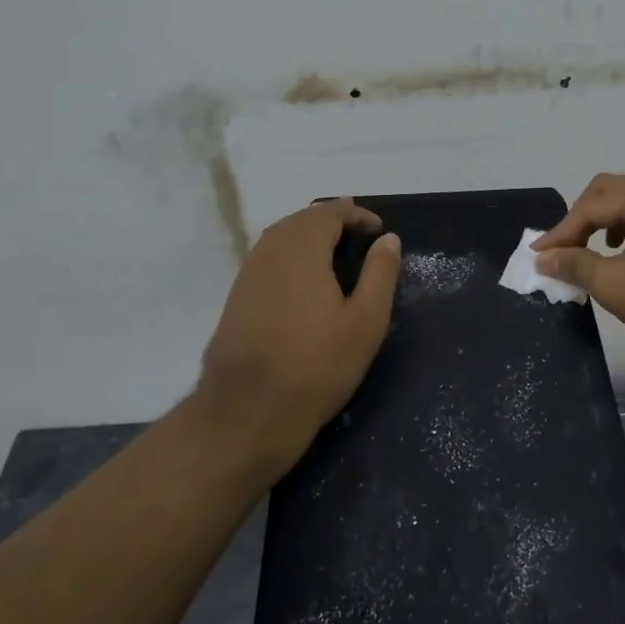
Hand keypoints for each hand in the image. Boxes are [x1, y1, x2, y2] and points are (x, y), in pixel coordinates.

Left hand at [199, 199, 401, 468]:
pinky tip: (304, 282)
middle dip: (331, 221)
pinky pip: (268, 261)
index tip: (379, 229)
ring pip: (280, 239)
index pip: (329, 212)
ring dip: (309, 238)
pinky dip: (291, 257)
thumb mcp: (365, 321)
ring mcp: (247, 275)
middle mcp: (268, 251)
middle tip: (359, 235)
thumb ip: (380, 273)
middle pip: (301, 220)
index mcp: (301, 248)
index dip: (356, 215)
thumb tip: (388, 239)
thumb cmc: (317, 365)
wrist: (248, 411)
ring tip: (335, 255)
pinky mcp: (236, 299)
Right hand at [532, 172, 624, 377]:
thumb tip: (544, 257)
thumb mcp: (614, 285)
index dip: (561, 231)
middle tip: (565, 248)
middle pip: (612, 190)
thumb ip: (574, 265)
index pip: (591, 206)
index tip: (538, 255)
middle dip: (582, 217)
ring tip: (596, 248)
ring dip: (608, 218)